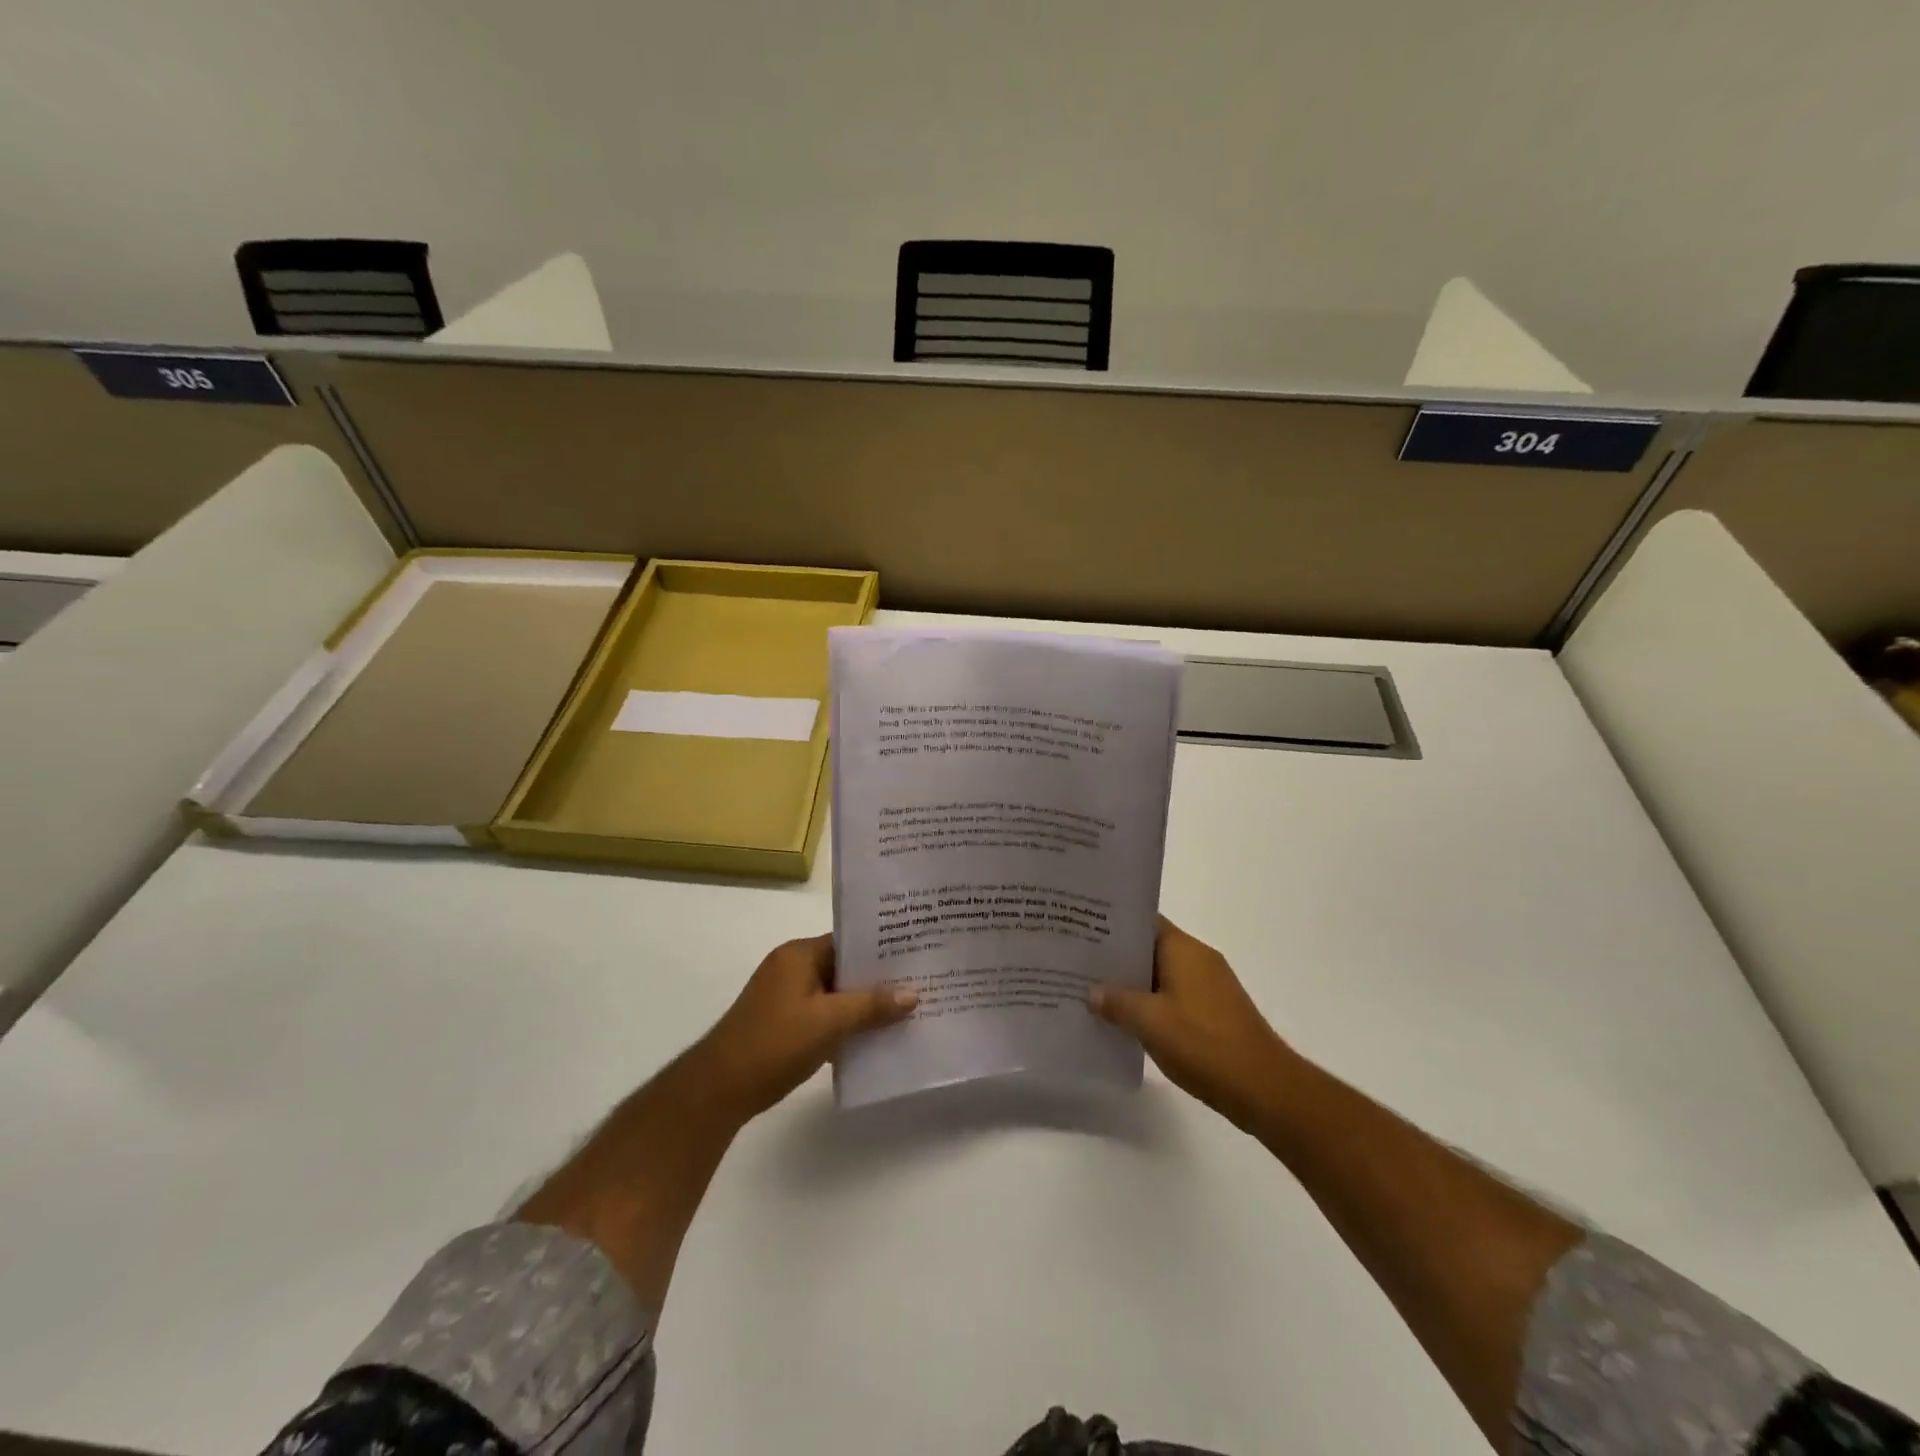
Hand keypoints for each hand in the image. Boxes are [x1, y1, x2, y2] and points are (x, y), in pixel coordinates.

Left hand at [693, 934, 917, 1121]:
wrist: (720, 1089)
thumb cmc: (775, 1043)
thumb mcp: (829, 1021)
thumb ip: (871, 1005)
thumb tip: (913, 995)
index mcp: (799, 954)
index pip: (848, 941)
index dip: (882, 949)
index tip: (916, 956)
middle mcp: (792, 968)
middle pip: (844, 967)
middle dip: (878, 979)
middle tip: (920, 984)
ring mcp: (786, 996)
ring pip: (836, 993)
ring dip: (864, 1004)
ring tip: (906, 1011)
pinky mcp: (785, 1023)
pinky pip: (825, 1013)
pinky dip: (846, 1022)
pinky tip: (875, 1036)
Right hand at [1089, 917, 1295, 1132]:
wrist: (1264, 1088)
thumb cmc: (1204, 1043)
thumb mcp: (1149, 1022)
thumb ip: (1117, 1002)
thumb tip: (1092, 992)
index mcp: (1183, 949)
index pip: (1143, 921)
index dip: (1113, 924)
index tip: (1082, 928)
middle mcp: (1198, 958)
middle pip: (1150, 947)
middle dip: (1117, 957)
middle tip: (1078, 963)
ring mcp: (1209, 986)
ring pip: (1161, 974)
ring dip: (1133, 984)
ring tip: (1093, 992)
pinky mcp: (1214, 1012)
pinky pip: (1173, 996)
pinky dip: (1150, 1004)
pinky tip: (1126, 1021)